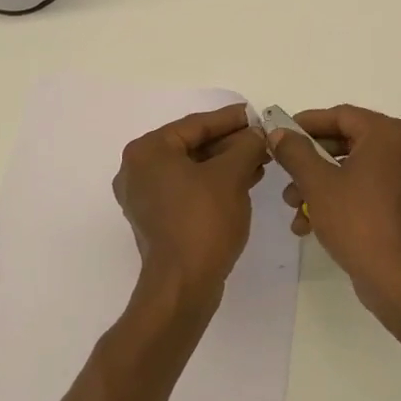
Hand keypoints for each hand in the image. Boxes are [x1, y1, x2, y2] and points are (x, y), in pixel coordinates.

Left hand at [112, 104, 270, 307]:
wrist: (183, 285)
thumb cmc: (203, 221)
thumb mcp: (231, 176)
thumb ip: (245, 146)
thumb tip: (256, 133)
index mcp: (148, 151)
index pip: (195, 124)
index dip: (230, 119)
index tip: (256, 114)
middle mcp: (138, 169)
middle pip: (192, 146)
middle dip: (230, 144)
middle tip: (262, 140)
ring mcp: (145, 196)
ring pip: (192, 169)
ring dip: (226, 164)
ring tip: (260, 160)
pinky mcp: (156, 219)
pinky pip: (188, 189)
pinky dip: (214, 183)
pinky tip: (245, 181)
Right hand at [266, 104, 400, 317]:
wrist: (399, 280)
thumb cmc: (358, 221)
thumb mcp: (317, 183)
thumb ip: (295, 152)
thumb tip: (278, 133)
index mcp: (386, 134)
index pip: (339, 115)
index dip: (305, 124)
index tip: (278, 135)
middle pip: (344, 141)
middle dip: (308, 160)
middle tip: (283, 174)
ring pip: (351, 168)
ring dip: (318, 183)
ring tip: (292, 206)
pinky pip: (364, 188)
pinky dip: (337, 198)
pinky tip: (309, 223)